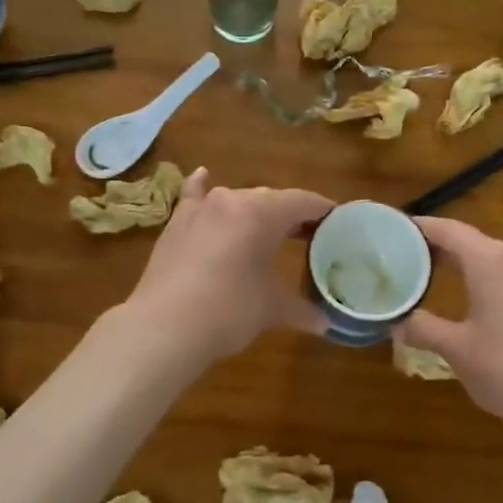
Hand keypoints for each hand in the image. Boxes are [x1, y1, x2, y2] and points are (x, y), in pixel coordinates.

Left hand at [122, 168, 332, 363]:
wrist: (165, 325)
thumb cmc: (230, 309)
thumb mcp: (272, 309)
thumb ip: (301, 310)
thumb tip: (326, 324)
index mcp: (263, 212)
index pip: (303, 201)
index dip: (323, 210)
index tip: (337, 221)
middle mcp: (233, 199)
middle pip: (271, 200)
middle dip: (291, 215)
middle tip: (307, 236)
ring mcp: (200, 209)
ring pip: (236, 200)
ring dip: (254, 211)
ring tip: (267, 229)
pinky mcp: (176, 223)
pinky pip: (194, 196)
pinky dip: (201, 188)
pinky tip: (203, 177)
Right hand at [397, 216, 502, 424]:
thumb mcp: (456, 349)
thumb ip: (424, 329)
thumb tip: (398, 323)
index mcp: (491, 261)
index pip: (449, 230)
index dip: (421, 228)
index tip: (397, 231)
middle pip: (473, 242)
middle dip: (443, 249)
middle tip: (411, 259)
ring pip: (496, 261)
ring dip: (469, 266)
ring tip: (441, 280)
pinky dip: (492, 282)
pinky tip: (481, 304)